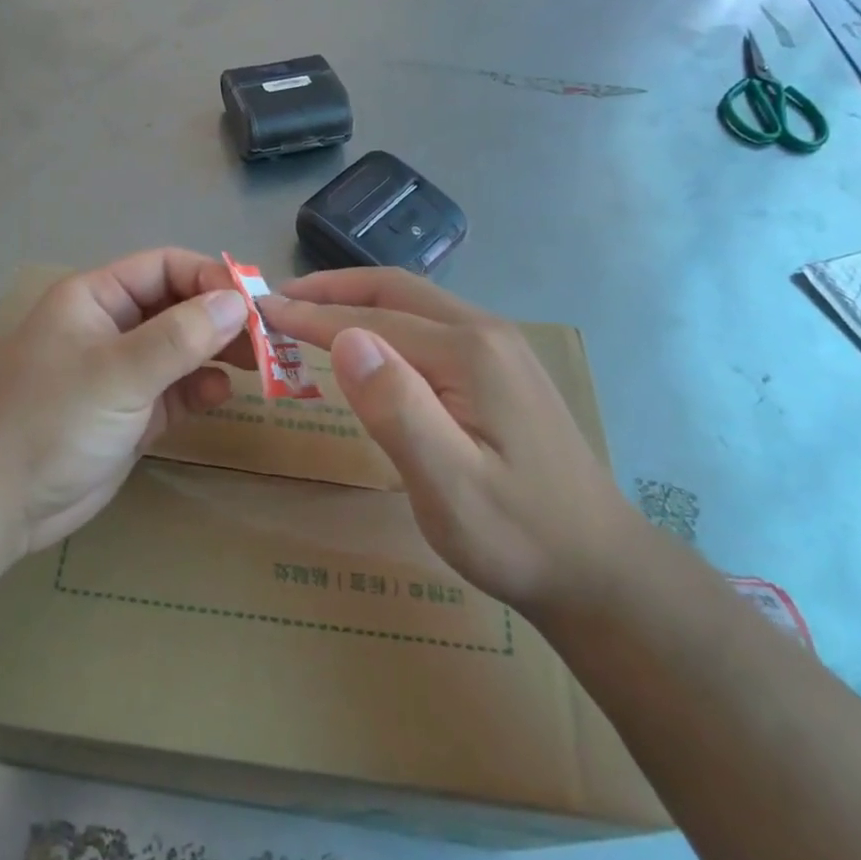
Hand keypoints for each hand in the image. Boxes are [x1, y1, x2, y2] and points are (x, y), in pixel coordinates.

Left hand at [0, 249, 249, 554]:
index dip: (210, 277)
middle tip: (268, 336)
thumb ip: (180, 336)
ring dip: (219, 352)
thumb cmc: (52, 420)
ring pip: (182, 348)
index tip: (254, 301)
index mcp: (96, 298)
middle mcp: (112, 327)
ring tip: (261, 363)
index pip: (164, 267)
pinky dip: (201, 388)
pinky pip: (176, 389)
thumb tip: (238, 300)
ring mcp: (122, 372)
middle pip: (178, 306)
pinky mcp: (131, 413)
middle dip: (221, 317)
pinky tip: (221, 394)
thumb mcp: (118, 372)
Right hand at [263, 269, 638, 613]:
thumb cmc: (517, 535)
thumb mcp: (450, 485)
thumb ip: (397, 408)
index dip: (310, 315)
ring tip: (309, 314)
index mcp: (469, 352)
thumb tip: (345, 339)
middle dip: (331, 290)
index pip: (371, 320)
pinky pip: (430, 325)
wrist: (601, 569)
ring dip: (357, 302)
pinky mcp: (501, 368)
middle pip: (394, 291)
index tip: (259, 310)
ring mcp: (499, 347)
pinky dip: (384, 321)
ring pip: (414, 304)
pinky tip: (368, 344)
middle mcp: (486, 332)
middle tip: (278, 301)